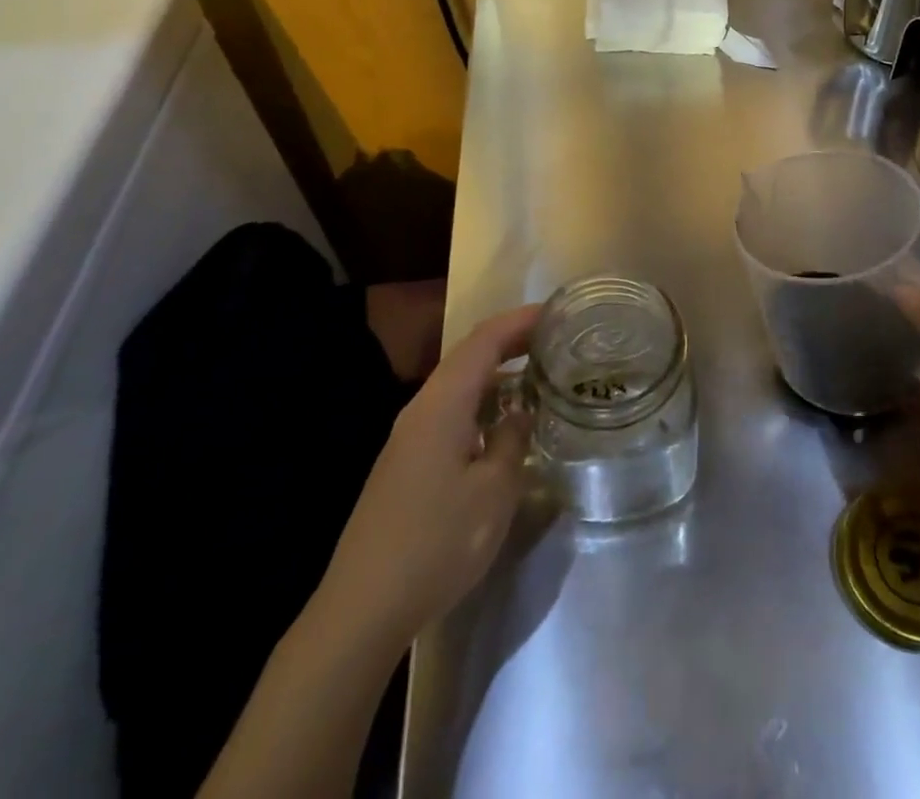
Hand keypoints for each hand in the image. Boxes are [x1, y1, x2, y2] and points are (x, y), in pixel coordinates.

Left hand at [313, 303, 539, 649]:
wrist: (362, 607)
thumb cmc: (437, 542)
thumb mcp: (494, 492)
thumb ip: (512, 440)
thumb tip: (520, 411)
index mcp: (443, 403)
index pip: (485, 340)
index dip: (521, 320)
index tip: (557, 312)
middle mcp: (422, 408)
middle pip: (469, 356)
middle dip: (511, 342)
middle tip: (555, 341)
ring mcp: (409, 436)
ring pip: (458, 386)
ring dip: (497, 375)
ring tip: (537, 377)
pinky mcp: (405, 462)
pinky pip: (450, 412)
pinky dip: (481, 404)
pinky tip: (502, 425)